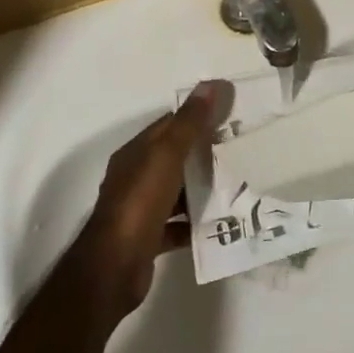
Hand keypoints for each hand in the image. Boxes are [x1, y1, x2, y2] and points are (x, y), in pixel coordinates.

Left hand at [72, 81, 224, 319]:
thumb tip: (211, 85)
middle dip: (204, 152)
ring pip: (177, 191)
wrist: (113, 268)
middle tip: (240, 149)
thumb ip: (189, 123)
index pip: (169, 125)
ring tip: (235, 184)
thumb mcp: (166, 156)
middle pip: (174, 158)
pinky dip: (195, 222)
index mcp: (136, 153)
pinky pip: (177, 224)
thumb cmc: (139, 203)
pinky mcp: (149, 238)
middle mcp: (135, 177)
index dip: (197, 117)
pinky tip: (219, 222)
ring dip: (201, 188)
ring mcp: (141, 209)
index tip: (229, 115)